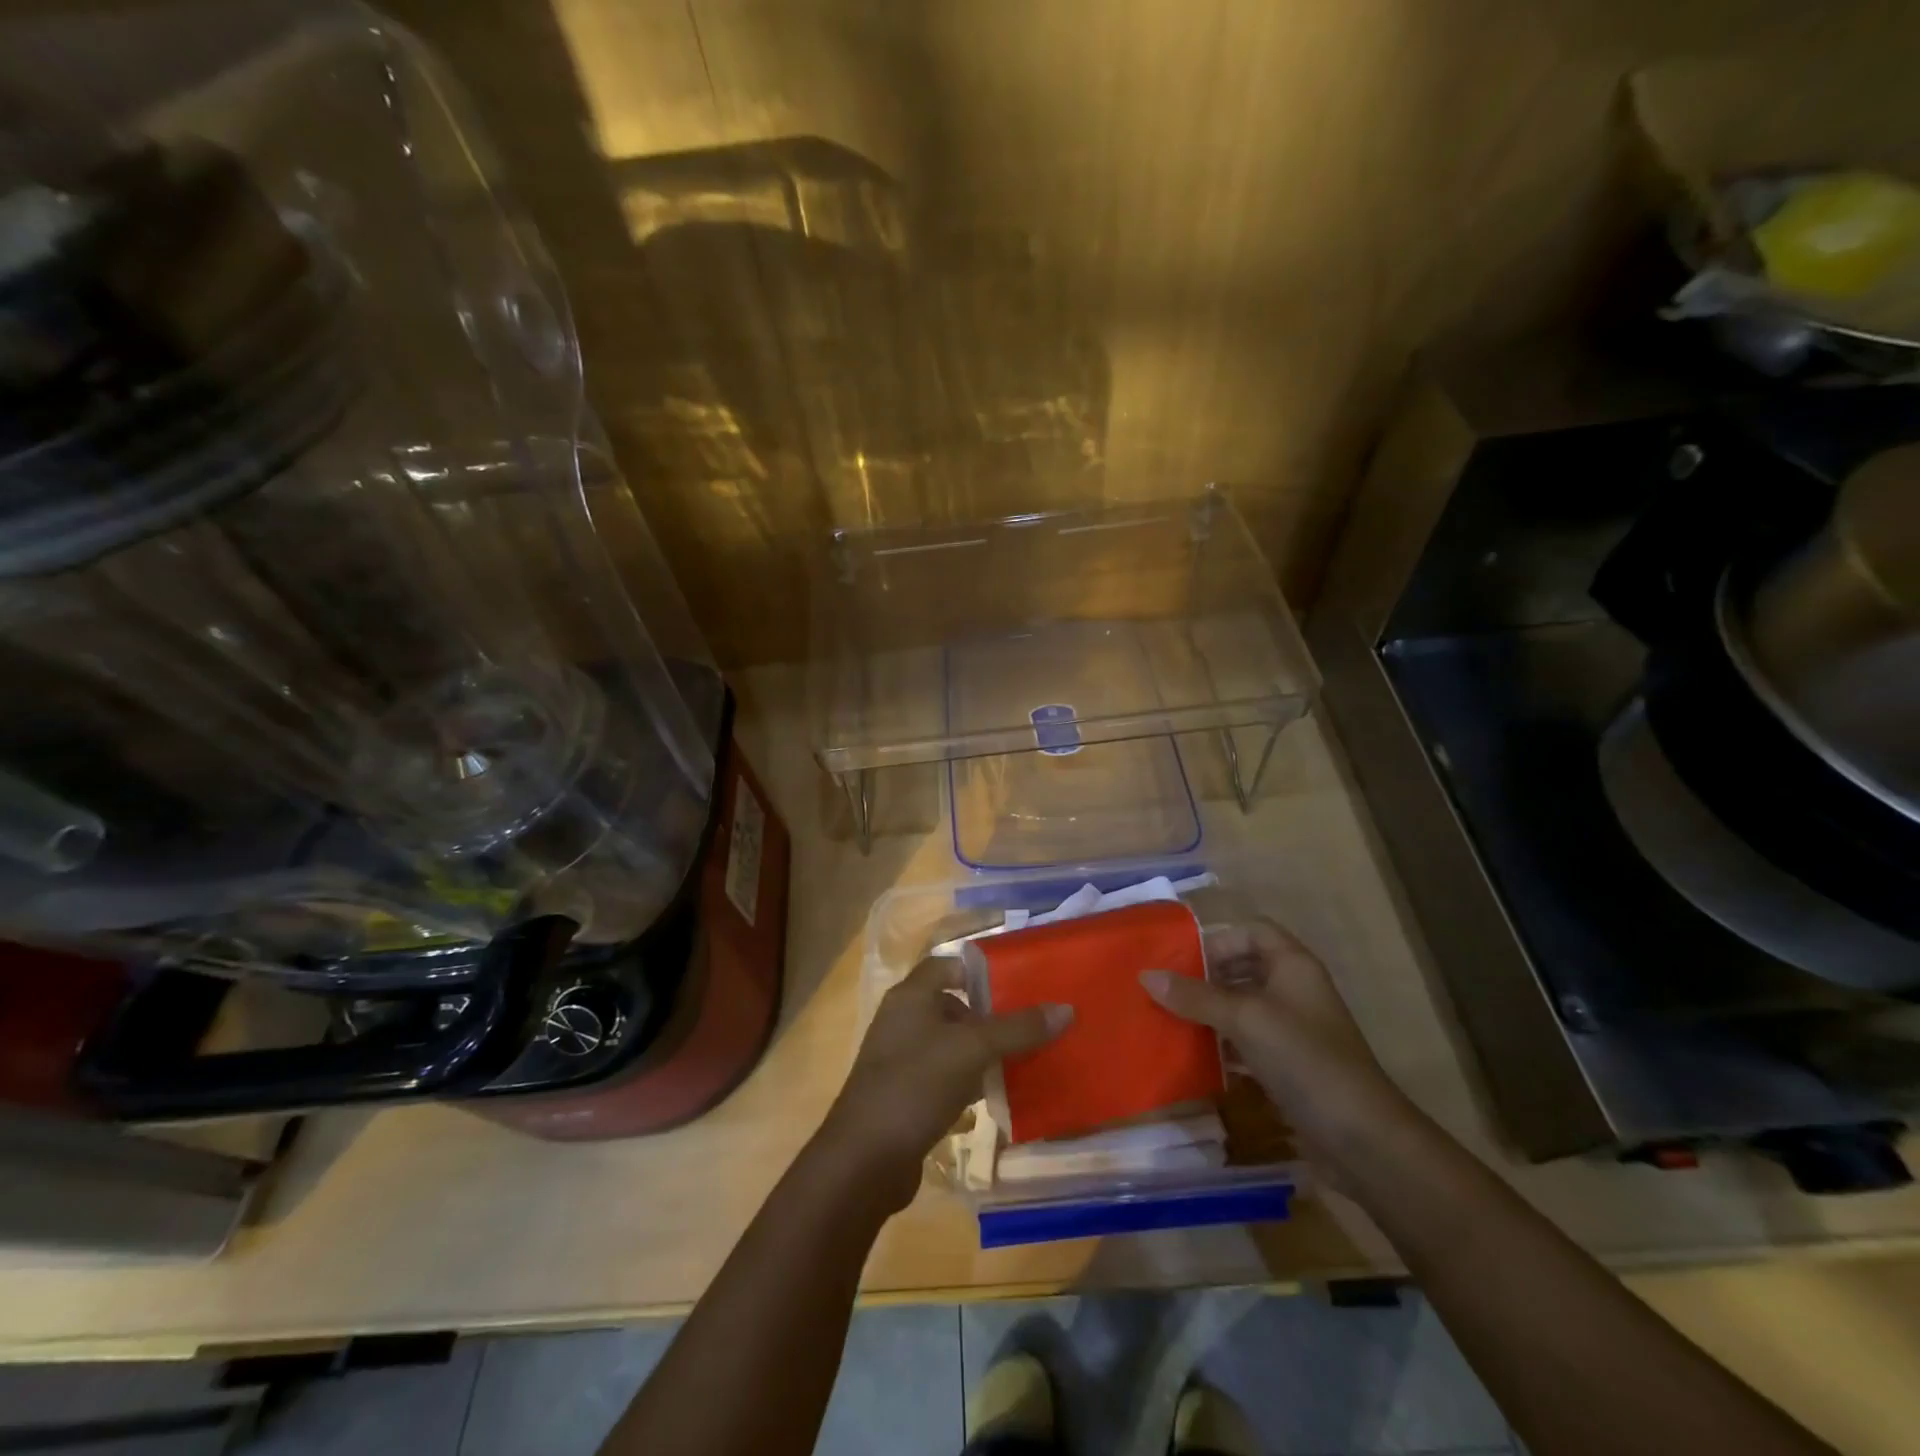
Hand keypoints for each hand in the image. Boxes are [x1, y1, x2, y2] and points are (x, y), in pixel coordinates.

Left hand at [818, 955, 1071, 1213]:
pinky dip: (970, 1081)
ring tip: (1025, 1059)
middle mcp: (903, 1021)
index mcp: (910, 997)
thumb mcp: (971, 1050)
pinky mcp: (906, 1096)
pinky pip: (946, 1077)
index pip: (947, 965)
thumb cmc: (915, 1085)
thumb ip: (1017, 1029)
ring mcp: (902, 1060)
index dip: (980, 971)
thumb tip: (1066, 1008)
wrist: (864, 1160)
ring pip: (951, 1044)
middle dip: (990, 1015)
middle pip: (953, 1005)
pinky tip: (999, 1094)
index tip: (1018, 984)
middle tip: (1030, 1025)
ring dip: (983, 1051)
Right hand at [1140, 916, 1410, 1178]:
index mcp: (1293, 965)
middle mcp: (1295, 990)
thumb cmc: (1305, 1060)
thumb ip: (1195, 996)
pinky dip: (1223, 1044)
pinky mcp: (1291, 1064)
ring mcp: (1295, 1029)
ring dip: (1210, 1012)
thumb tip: (1146, 976)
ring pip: (1243, 1006)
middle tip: (1167, 992)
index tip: (1183, 962)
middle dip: (1206, 977)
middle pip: (1244, 967)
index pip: (1252, 931)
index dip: (1219, 940)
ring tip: (1171, 1022)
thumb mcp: (1245, 1019)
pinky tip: (1196, 1057)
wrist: (1362, 1138)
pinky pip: (1248, 1041)